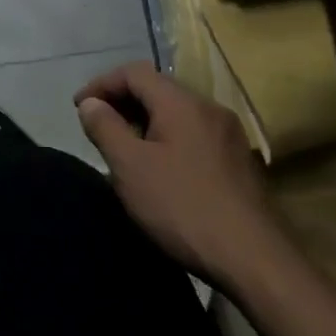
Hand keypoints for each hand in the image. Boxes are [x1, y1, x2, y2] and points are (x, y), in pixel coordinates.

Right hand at [74, 61, 286, 289]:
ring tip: (123, 149)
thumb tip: (90, 103)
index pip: (134, 72)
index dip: (101, 84)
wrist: (257, 263)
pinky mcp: (240, 163)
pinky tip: (158, 170)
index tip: (79, 108)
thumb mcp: (129, 166)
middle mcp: (210, 109)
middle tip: (98, 128)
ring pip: (176, 113)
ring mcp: (229, 136)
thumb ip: (104, 127)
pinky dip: (167, 140)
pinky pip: (193, 135)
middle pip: (157, 89)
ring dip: (144, 122)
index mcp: (182, 103)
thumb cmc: (183, 207)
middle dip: (122, 102)